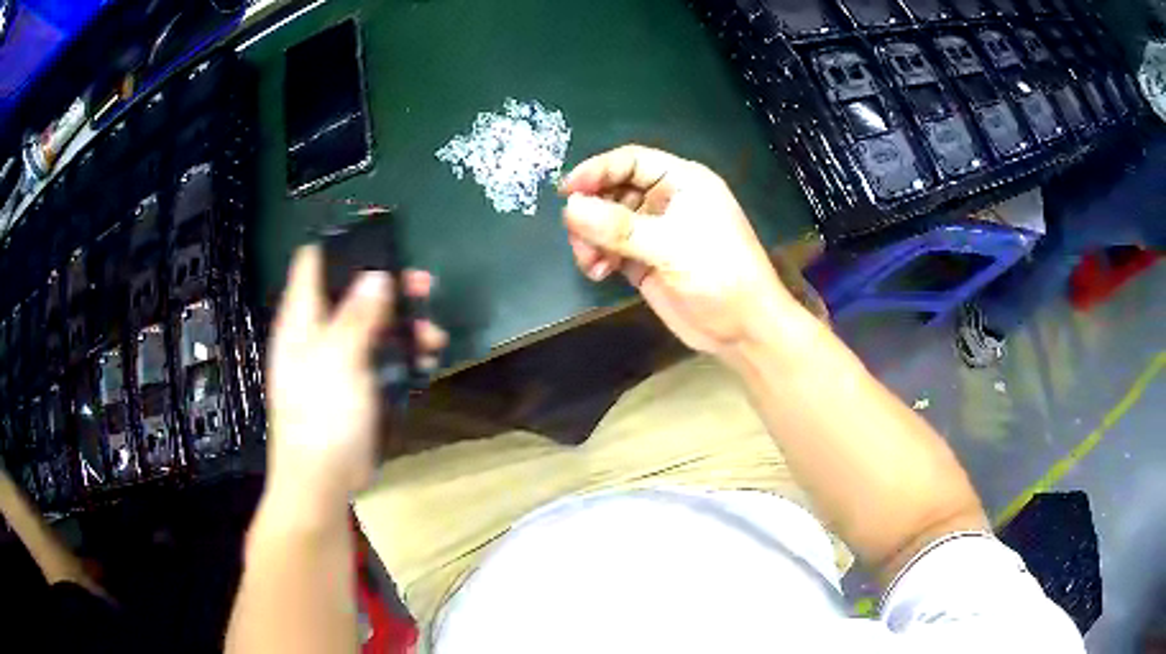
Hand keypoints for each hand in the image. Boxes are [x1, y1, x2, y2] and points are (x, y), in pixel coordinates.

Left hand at [264, 246, 446, 520]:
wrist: (322, 481)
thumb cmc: (321, 417)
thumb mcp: (338, 360)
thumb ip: (357, 316)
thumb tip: (376, 276)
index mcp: (302, 320)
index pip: (313, 263)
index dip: (342, 243)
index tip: (378, 232)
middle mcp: (317, 333)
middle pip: (351, 292)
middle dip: (387, 285)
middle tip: (423, 284)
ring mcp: (337, 361)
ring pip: (371, 326)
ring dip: (402, 324)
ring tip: (432, 333)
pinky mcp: (355, 386)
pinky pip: (380, 358)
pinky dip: (402, 354)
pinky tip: (424, 360)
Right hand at [560, 145, 800, 355]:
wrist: (742, 329)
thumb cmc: (719, 274)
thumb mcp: (671, 245)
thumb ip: (620, 227)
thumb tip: (570, 209)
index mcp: (682, 182)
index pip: (631, 161)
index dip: (597, 170)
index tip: (566, 190)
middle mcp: (666, 201)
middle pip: (614, 190)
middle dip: (591, 210)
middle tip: (575, 233)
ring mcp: (654, 232)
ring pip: (607, 221)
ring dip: (590, 237)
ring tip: (590, 261)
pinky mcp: (644, 260)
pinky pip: (610, 248)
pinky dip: (598, 256)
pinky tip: (599, 272)